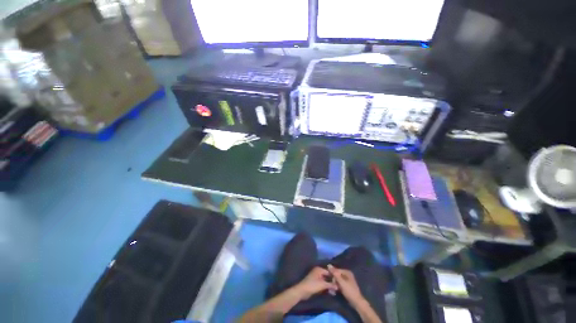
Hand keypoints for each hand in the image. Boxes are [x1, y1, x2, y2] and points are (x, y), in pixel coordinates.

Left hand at [293, 267, 337, 299]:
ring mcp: (316, 277)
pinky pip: (323, 284)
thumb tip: (338, 286)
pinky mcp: (315, 283)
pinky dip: (326, 287)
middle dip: (332, 281)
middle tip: (339, 287)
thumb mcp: (322, 285)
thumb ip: (330, 284)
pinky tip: (331, 291)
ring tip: (336, 290)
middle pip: (327, 276)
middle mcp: (318, 271)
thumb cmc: (312, 285)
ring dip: (330, 285)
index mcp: (319, 269)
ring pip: (325, 280)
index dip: (334, 277)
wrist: (302, 291)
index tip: (340, 282)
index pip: (329, 272)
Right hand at [327, 264, 364, 307]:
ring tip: (334, 290)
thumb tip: (329, 265)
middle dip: (334, 280)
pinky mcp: (347, 286)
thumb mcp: (341, 282)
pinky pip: (340, 284)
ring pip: (338, 280)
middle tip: (333, 287)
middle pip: (337, 275)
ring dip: (335, 284)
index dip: (333, 275)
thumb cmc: (349, 291)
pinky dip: (337, 287)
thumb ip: (335, 273)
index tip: (330, 281)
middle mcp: (347, 274)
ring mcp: (347, 280)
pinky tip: (335, 291)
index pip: (336, 270)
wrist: (356, 302)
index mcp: (347, 272)